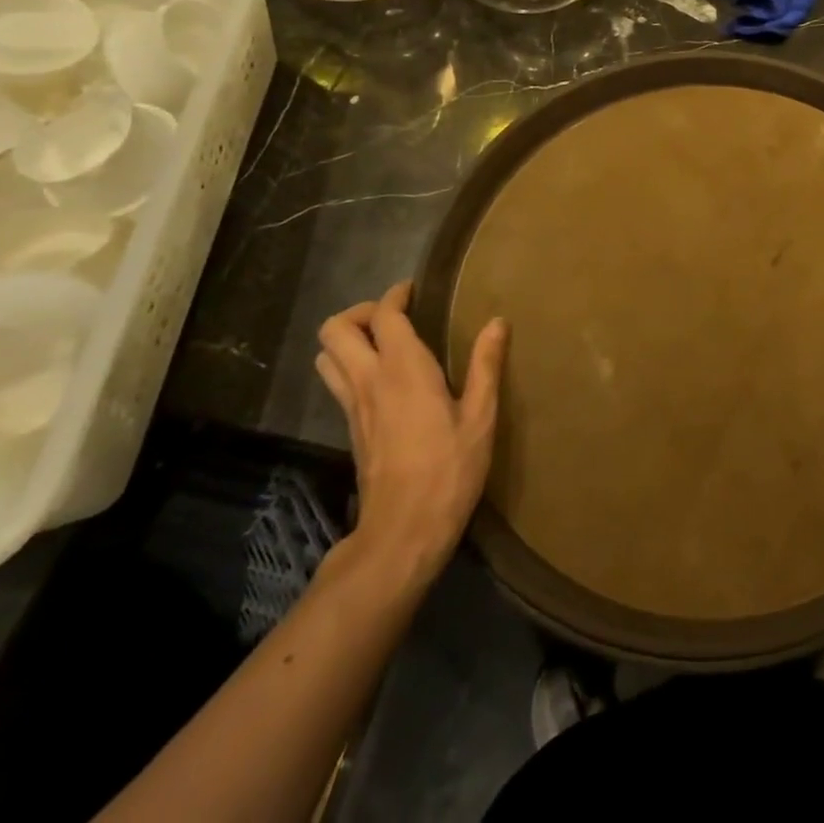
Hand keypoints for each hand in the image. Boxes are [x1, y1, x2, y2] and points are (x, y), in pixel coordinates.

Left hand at [315, 282, 507, 579]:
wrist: (403, 532)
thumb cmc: (449, 470)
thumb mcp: (480, 417)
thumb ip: (486, 365)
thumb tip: (497, 321)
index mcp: (403, 369)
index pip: (383, 315)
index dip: (395, 296)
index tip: (415, 291)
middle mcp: (369, 380)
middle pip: (335, 329)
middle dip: (361, 312)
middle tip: (395, 317)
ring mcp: (353, 406)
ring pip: (326, 356)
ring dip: (348, 340)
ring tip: (383, 343)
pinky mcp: (350, 429)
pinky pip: (336, 382)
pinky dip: (350, 365)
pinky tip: (383, 378)